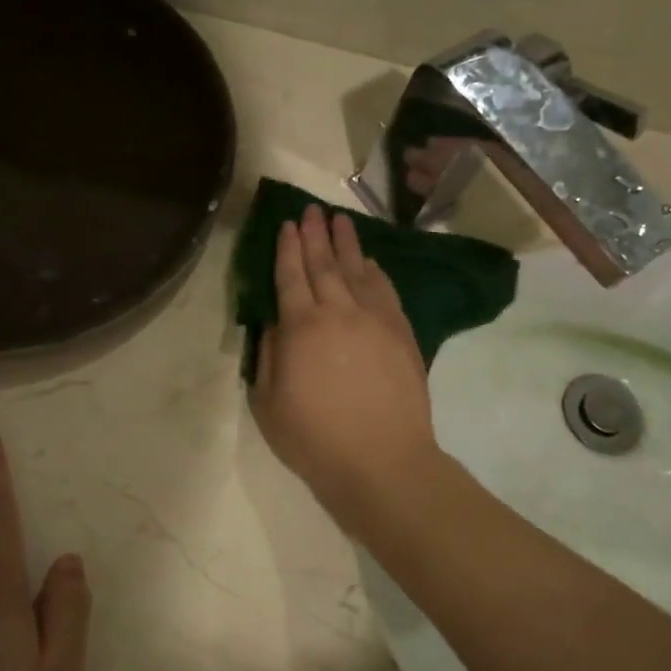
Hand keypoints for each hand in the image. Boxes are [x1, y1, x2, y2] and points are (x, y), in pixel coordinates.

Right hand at [250, 206, 443, 527]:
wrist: (383, 461)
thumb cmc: (315, 438)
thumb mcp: (268, 403)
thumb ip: (270, 356)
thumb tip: (276, 323)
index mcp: (301, 327)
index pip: (291, 276)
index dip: (287, 249)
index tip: (286, 225)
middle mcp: (338, 312)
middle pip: (324, 264)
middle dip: (315, 234)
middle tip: (310, 209)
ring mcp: (375, 320)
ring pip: (357, 270)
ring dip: (347, 243)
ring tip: (339, 219)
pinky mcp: (401, 333)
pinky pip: (386, 291)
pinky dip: (376, 272)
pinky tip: (370, 262)